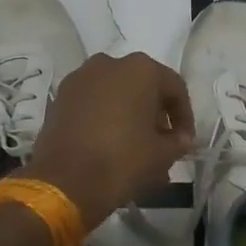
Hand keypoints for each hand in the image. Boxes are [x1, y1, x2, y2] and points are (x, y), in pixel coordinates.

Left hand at [26, 52, 195, 229]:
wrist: (64, 181)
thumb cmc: (123, 160)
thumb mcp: (163, 155)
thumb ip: (178, 142)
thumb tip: (181, 139)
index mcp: (141, 69)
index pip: (175, 89)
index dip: (184, 117)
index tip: (185, 142)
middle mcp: (110, 63)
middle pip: (143, 87)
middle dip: (154, 114)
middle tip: (161, 143)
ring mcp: (80, 78)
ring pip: (115, 94)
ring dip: (129, 115)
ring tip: (135, 147)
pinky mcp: (60, 97)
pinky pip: (92, 103)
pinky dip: (104, 118)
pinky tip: (109, 145)